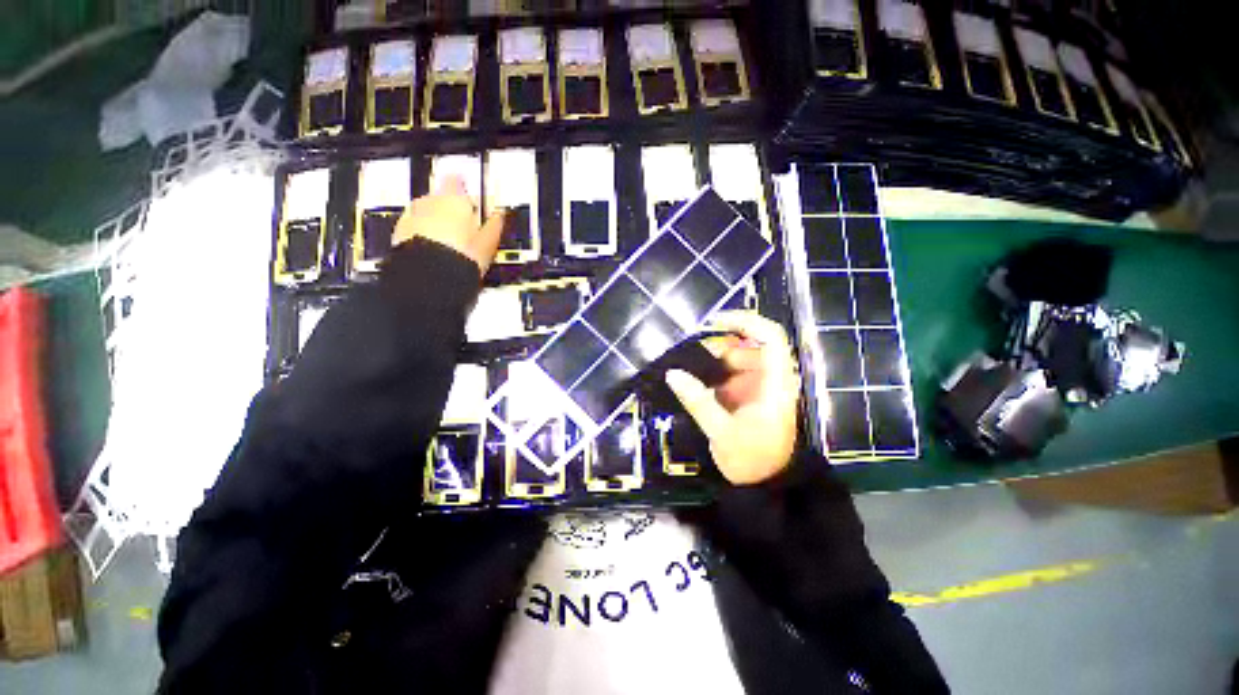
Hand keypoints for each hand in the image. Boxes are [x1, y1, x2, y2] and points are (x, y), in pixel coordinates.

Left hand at [393, 175, 506, 275]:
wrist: (431, 277)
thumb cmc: (461, 257)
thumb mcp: (488, 243)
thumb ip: (493, 225)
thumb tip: (499, 216)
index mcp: (454, 199)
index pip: (456, 181)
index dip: (463, 187)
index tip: (469, 196)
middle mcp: (429, 202)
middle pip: (439, 197)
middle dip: (448, 208)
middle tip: (462, 226)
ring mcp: (411, 216)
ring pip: (424, 212)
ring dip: (434, 221)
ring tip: (448, 242)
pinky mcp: (399, 233)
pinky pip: (412, 227)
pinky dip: (421, 234)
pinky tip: (434, 249)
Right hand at [665, 311, 800, 485]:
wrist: (766, 486)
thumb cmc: (752, 460)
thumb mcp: (723, 433)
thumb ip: (698, 402)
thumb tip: (672, 374)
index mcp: (776, 384)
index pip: (770, 337)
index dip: (746, 322)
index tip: (714, 322)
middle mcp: (771, 378)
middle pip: (748, 346)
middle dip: (719, 347)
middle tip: (690, 358)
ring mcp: (759, 386)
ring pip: (737, 359)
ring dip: (713, 361)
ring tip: (690, 372)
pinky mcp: (748, 394)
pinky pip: (730, 374)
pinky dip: (713, 374)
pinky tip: (696, 383)